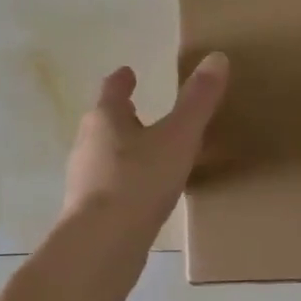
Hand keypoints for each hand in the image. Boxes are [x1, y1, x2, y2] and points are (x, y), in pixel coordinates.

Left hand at [61, 54, 230, 247]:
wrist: (102, 243)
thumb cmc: (139, 181)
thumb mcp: (178, 137)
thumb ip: (198, 101)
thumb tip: (216, 57)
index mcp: (104, 119)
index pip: (111, 90)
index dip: (122, 80)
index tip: (128, 72)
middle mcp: (87, 144)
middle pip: (103, 122)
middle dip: (121, 116)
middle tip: (139, 112)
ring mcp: (84, 180)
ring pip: (103, 155)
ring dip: (122, 150)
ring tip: (146, 154)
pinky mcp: (88, 211)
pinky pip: (108, 187)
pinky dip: (123, 182)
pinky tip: (141, 195)